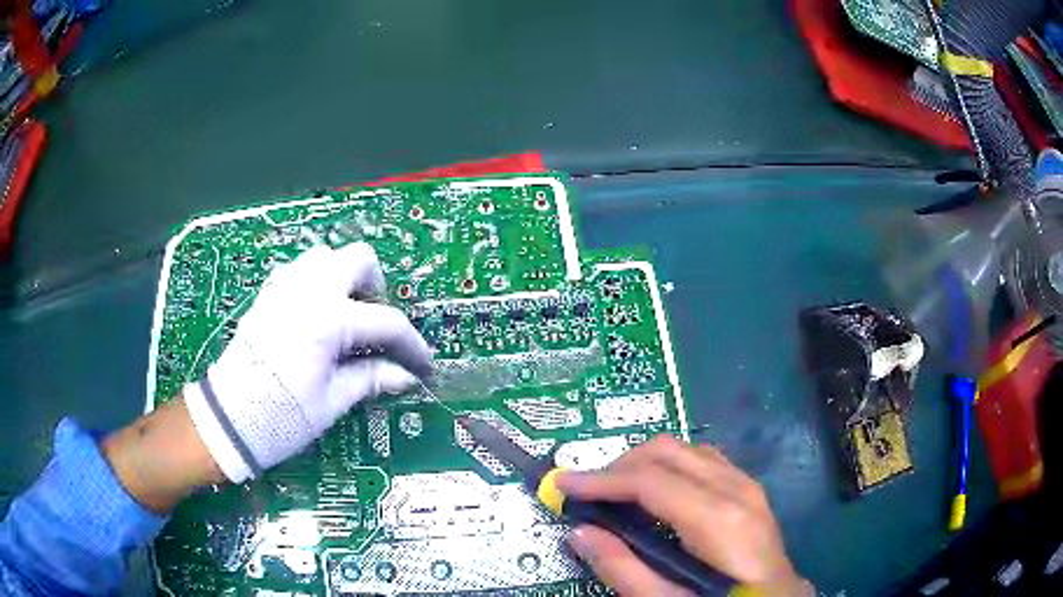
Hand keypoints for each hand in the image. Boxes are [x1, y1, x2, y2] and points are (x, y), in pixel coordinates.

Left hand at [184, 243, 431, 482]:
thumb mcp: (332, 401)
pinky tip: (316, 317)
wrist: (227, 418)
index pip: (386, 322)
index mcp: (329, 319)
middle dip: (375, 286)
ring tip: (345, 318)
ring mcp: (284, 287)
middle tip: (375, 324)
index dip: (412, 346)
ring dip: (343, 279)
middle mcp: (308, 291)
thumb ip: (371, 379)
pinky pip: (299, 271)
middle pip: (358, 259)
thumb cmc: (282, 416)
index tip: (422, 365)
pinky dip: (316, 284)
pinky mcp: (267, 294)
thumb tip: (406, 376)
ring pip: (326, 256)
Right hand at [557, 436, 810, 595]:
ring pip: (684, 449)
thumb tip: (581, 532)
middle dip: (619, 465)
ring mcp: (746, 484)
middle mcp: (736, 488)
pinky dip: (669, 466)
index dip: (601, 479)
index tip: (562, 484)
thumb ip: (624, 571)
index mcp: (718, 519)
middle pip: (667, 451)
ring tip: (615, 492)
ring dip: (643, 463)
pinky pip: (702, 460)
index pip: (650, 480)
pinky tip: (656, 492)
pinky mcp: (748, 489)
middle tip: (587, 492)